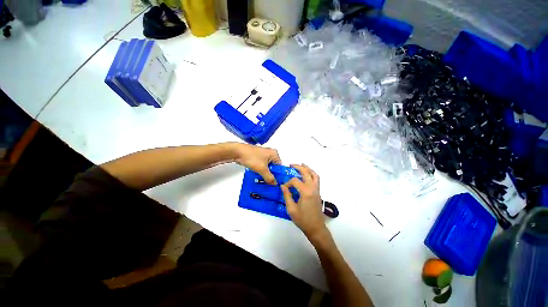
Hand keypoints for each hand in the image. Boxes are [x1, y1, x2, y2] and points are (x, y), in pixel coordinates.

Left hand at [233, 143, 280, 184]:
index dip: (279, 175)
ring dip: (266, 174)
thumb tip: (275, 184)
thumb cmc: (251, 157)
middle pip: (274, 167)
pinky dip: (262, 172)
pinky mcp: (257, 158)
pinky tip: (260, 178)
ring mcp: (263, 156)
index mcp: (274, 154)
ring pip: (268, 167)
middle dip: (272, 175)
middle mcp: (270, 154)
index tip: (278, 183)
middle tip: (271, 184)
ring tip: (266, 183)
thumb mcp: (262, 169)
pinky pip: (262, 166)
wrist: (237, 152)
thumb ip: (269, 177)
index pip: (280, 167)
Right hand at [281, 164, 328, 240]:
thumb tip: (283, 186)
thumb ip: (287, 195)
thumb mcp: (291, 209)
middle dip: (298, 167)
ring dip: (308, 168)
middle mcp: (313, 188)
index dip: (288, 183)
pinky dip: (312, 174)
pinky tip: (307, 174)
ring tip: (301, 165)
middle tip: (291, 165)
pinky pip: (316, 179)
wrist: (316, 228)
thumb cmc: (303, 220)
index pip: (295, 181)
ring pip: (314, 175)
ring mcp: (317, 190)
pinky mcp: (318, 192)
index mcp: (305, 192)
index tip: (284, 188)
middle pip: (306, 173)